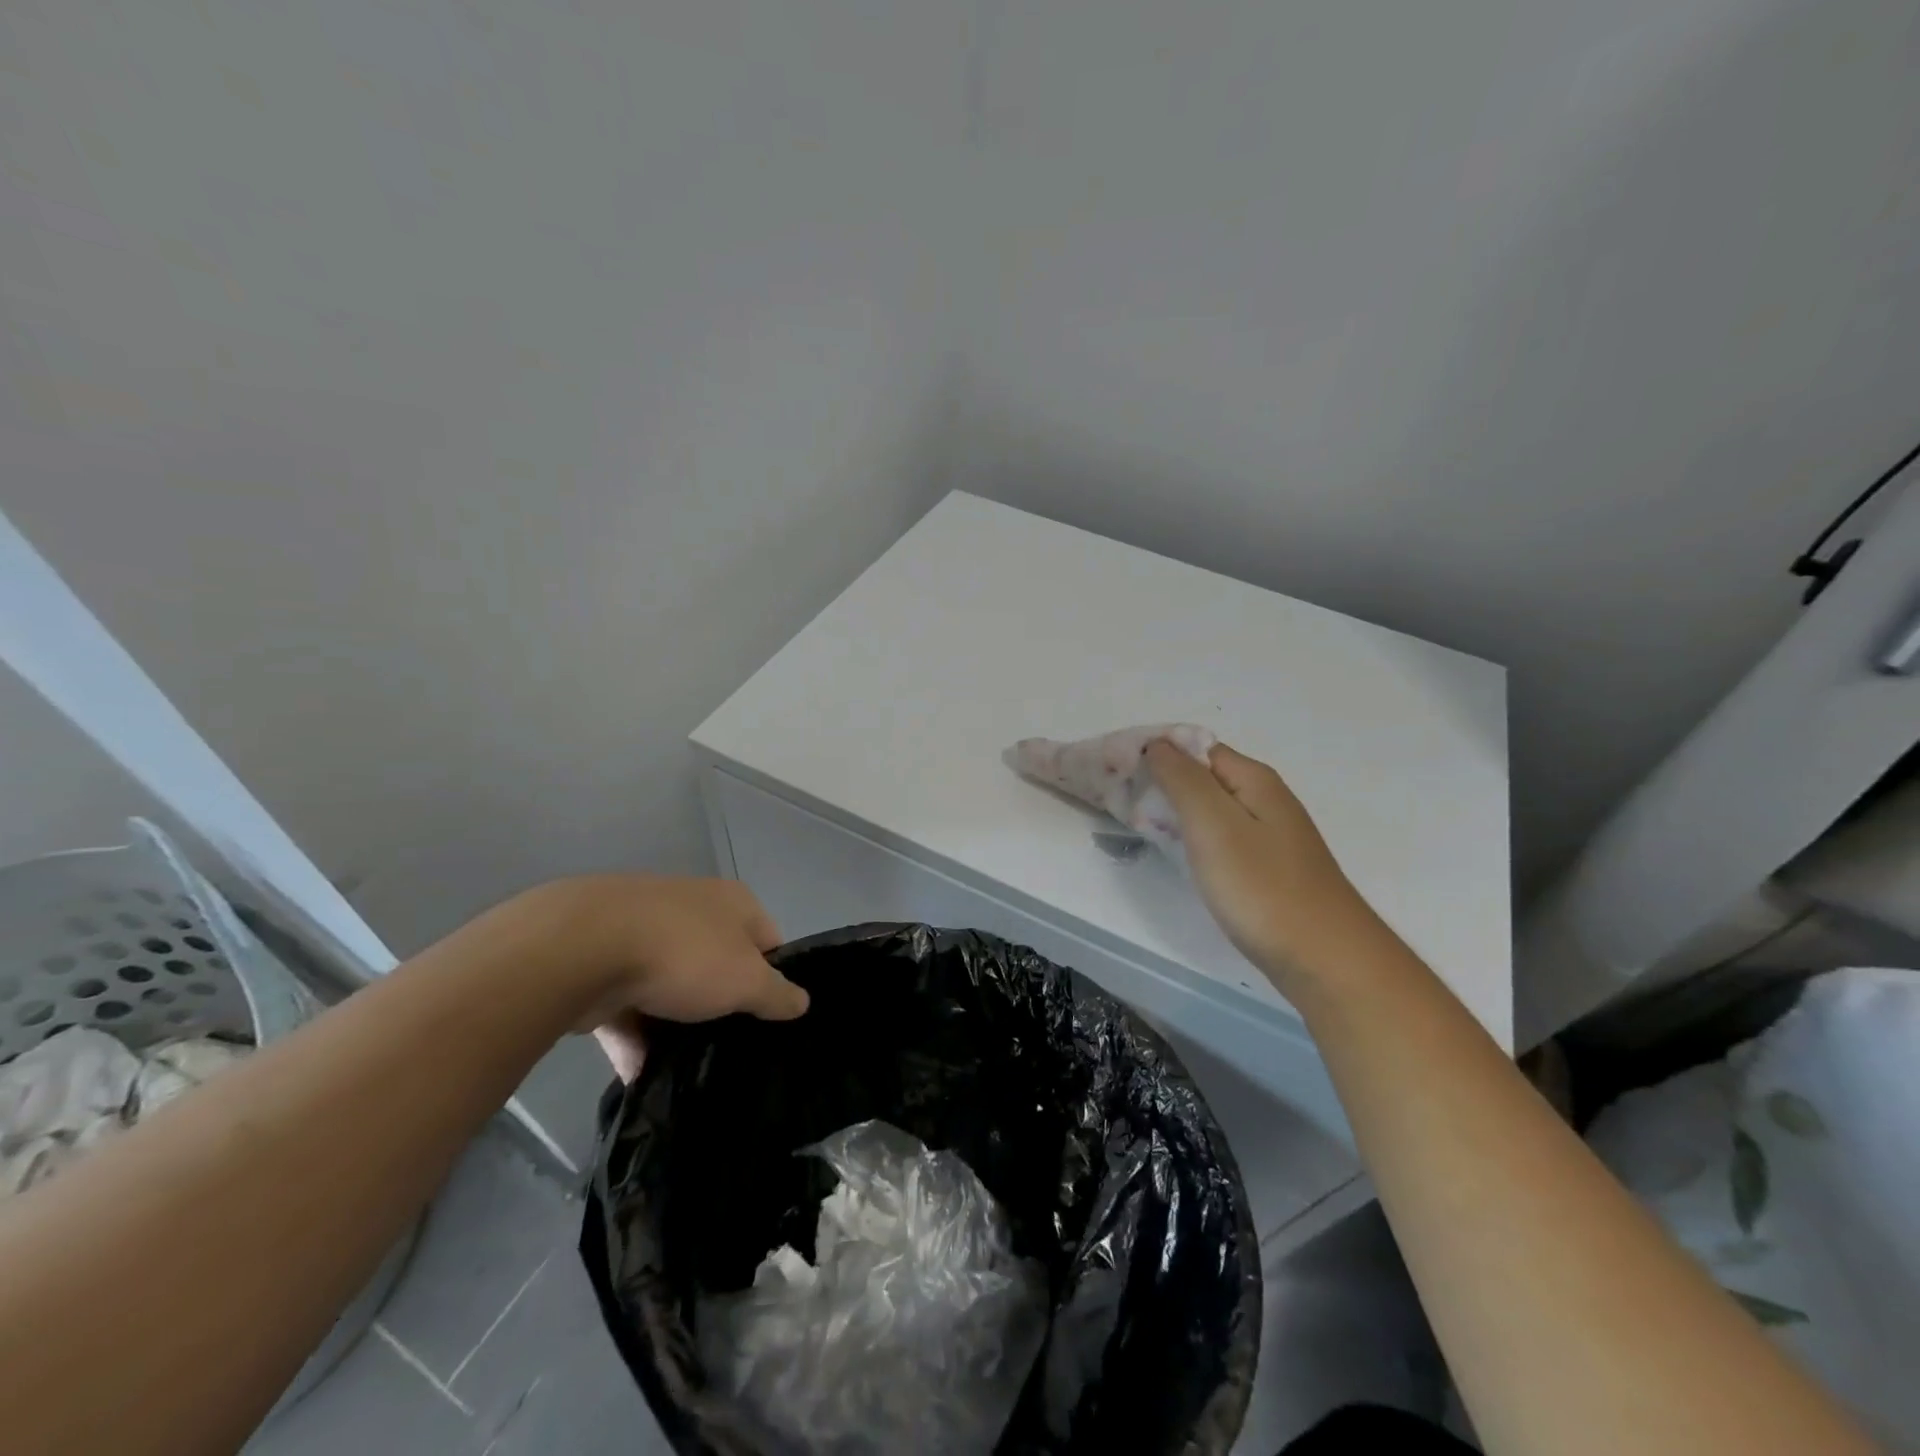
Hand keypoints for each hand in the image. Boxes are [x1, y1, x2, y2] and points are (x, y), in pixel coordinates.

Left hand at [529, 876, 806, 1081]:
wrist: (582, 948)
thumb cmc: (684, 955)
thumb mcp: (747, 980)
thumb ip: (777, 994)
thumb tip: (802, 1002)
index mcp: (733, 902)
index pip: (768, 941)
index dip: (772, 979)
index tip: (765, 1017)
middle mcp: (692, 908)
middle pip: (718, 963)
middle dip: (719, 1005)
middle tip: (726, 1044)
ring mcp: (642, 931)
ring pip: (670, 986)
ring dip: (673, 1025)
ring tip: (682, 1068)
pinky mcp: (600, 960)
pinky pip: (626, 1004)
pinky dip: (633, 1035)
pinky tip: (639, 1072)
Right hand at [1146, 740, 1372, 986]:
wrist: (1325, 959)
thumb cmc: (1263, 887)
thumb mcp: (1213, 824)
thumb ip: (1182, 779)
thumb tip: (1157, 743)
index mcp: (1254, 779)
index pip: (1195, 748)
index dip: (1157, 756)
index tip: (1121, 778)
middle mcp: (1266, 798)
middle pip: (1204, 777)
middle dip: (1163, 785)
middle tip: (1126, 807)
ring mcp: (1271, 834)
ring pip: (1212, 810)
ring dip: (1178, 814)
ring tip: (1145, 831)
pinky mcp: (1269, 867)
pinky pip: (1223, 838)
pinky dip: (1197, 841)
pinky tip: (1183, 859)